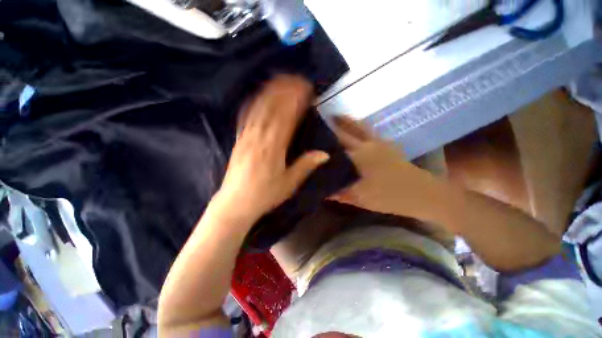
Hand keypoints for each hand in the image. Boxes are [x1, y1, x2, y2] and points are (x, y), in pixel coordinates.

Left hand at [214, 75, 329, 223]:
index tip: (307, 89)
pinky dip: (254, 101)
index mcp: (273, 147)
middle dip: (285, 90)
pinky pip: (246, 115)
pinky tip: (259, 94)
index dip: (297, 100)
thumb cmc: (265, 195)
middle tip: (297, 78)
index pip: (287, 116)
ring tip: (281, 79)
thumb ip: (306, 165)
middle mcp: (259, 136)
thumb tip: (325, 153)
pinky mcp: (239, 138)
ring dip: (270, 91)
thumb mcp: (289, 183)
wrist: (236, 203)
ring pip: (259, 107)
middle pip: (272, 106)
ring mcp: (246, 135)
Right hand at [329, 116, 435, 218]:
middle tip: (321, 119)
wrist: (421, 194)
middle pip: (347, 129)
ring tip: (335, 117)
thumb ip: (340, 193)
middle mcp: (367, 144)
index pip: (337, 143)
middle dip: (333, 123)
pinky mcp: (387, 144)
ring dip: (347, 121)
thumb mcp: (360, 198)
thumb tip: (322, 191)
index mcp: (359, 156)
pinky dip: (359, 127)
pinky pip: (369, 131)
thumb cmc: (389, 197)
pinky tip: (354, 129)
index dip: (324, 136)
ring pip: (359, 126)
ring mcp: (379, 142)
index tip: (314, 131)